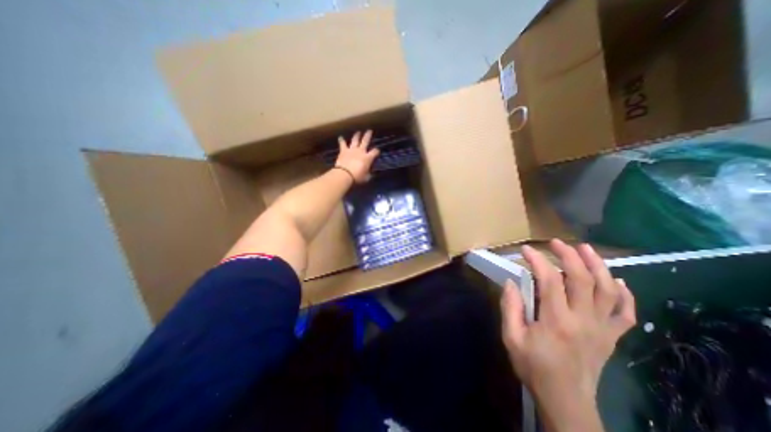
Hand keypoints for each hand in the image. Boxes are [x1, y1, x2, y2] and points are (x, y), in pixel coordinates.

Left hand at [334, 128, 377, 181]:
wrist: (345, 174)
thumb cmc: (357, 177)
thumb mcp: (366, 177)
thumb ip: (369, 174)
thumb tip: (371, 173)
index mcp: (368, 158)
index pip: (375, 152)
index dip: (377, 151)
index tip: (377, 151)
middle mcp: (361, 151)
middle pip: (365, 141)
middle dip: (368, 135)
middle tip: (369, 130)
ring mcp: (352, 150)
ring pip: (355, 140)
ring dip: (357, 135)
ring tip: (358, 132)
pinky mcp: (343, 151)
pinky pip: (342, 144)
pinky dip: (341, 140)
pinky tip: (340, 137)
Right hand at [501, 242, 638, 426]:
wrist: (565, 400)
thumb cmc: (533, 366)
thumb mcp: (511, 337)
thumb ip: (509, 307)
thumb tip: (510, 282)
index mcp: (556, 320)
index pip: (550, 280)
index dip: (538, 260)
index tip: (526, 250)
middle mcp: (583, 320)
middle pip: (583, 279)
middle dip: (569, 255)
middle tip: (556, 243)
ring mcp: (602, 328)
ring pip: (608, 290)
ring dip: (598, 266)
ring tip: (586, 249)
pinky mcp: (611, 337)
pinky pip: (626, 313)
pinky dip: (625, 295)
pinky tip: (617, 281)